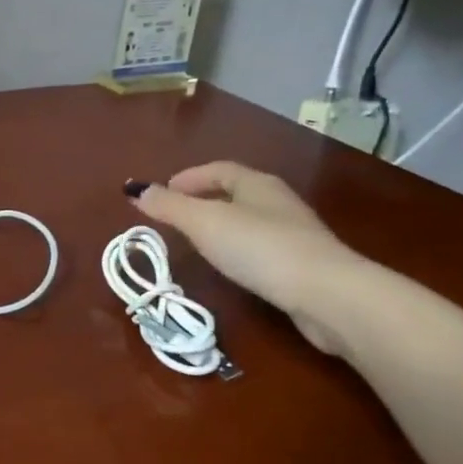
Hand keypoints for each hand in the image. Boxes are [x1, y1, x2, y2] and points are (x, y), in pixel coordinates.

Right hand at [127, 163, 369, 354]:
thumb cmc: (259, 248)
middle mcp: (277, 201)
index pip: (217, 169)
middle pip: (234, 192)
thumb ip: (169, 206)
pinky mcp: (302, 263)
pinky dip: (239, 248)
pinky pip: (261, 246)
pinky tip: (231, 266)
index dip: (187, 178)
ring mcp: (294, 232)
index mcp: (256, 183)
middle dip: (203, 199)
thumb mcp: (204, 223)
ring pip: (249, 219)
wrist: (328, 294)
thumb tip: (134, 189)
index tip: (161, 194)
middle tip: (174, 217)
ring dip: (221, 225)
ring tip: (196, 242)